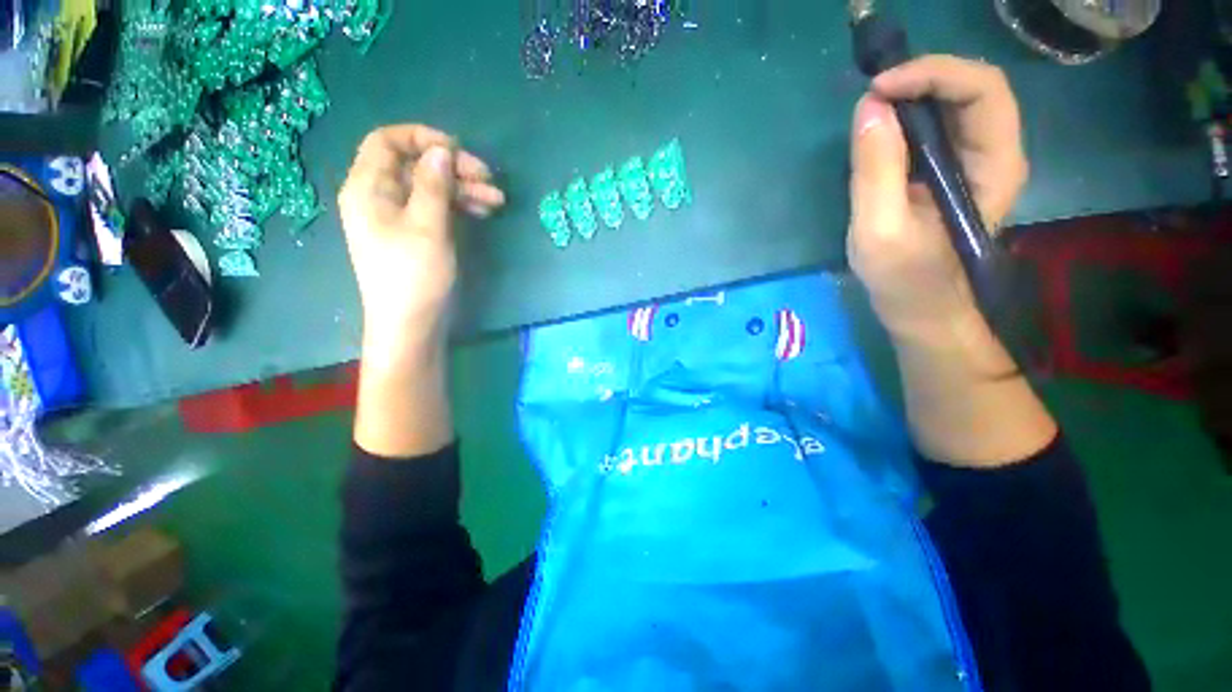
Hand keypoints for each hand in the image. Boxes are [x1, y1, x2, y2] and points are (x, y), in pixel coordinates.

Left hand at [338, 124, 505, 350]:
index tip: (458, 151)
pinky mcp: (413, 235)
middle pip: (414, 165)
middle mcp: (378, 197)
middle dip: (453, 168)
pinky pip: (434, 209)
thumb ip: (433, 184)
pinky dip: (458, 207)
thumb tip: (441, 151)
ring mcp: (396, 218)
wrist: (410, 324)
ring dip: (463, 189)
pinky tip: (482, 212)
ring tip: (497, 201)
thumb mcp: (427, 226)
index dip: (422, 138)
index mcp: (368, 187)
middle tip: (489, 179)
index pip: (387, 141)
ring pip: (430, 188)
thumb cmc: (414, 275)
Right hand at [847, 55, 1027, 340]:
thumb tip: (868, 109)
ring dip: (915, 92)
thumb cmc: (905, 279)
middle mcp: (993, 153)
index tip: (877, 90)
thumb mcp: (880, 230)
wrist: (921, 310)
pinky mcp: (950, 172)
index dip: (931, 74)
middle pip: (972, 86)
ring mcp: (973, 161)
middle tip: (873, 93)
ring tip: (873, 106)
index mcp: (993, 166)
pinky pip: (937, 125)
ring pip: (955, 102)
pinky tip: (881, 128)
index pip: (981, 90)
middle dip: (923, 76)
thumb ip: (875, 171)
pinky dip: (909, 115)